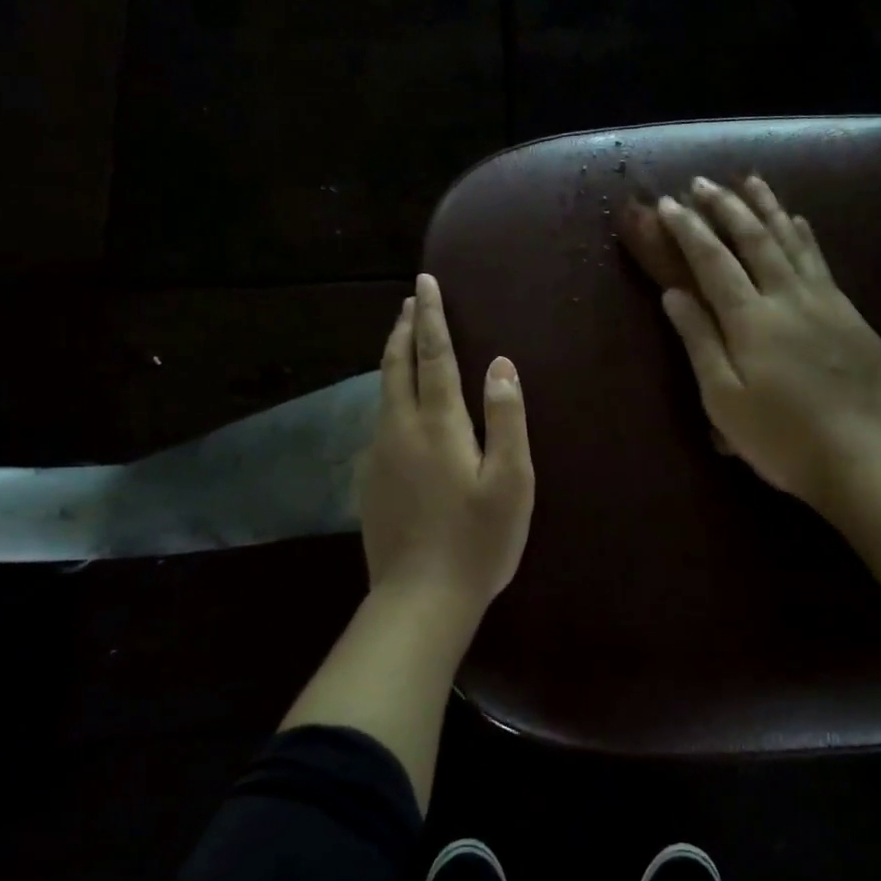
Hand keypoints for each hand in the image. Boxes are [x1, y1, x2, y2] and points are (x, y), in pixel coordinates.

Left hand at [358, 273, 534, 615]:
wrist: (419, 598)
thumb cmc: (478, 540)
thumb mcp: (511, 481)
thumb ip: (507, 419)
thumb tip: (501, 365)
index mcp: (438, 424)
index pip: (433, 354)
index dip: (431, 316)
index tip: (425, 281)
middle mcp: (399, 429)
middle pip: (396, 365)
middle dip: (404, 328)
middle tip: (410, 301)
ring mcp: (378, 454)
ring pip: (382, 392)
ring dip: (393, 359)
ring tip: (402, 340)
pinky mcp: (369, 480)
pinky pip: (378, 421)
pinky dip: (388, 395)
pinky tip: (397, 406)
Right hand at [656, 175, 880, 513]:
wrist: (859, 457)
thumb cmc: (778, 436)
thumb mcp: (723, 399)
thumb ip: (699, 340)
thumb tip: (674, 293)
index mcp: (751, 319)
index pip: (713, 261)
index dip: (689, 229)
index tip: (669, 203)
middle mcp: (788, 297)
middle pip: (754, 239)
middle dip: (725, 207)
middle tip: (703, 183)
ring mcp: (825, 301)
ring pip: (792, 241)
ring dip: (767, 207)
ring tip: (750, 181)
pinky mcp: (850, 314)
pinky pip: (821, 261)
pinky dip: (804, 235)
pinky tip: (798, 220)